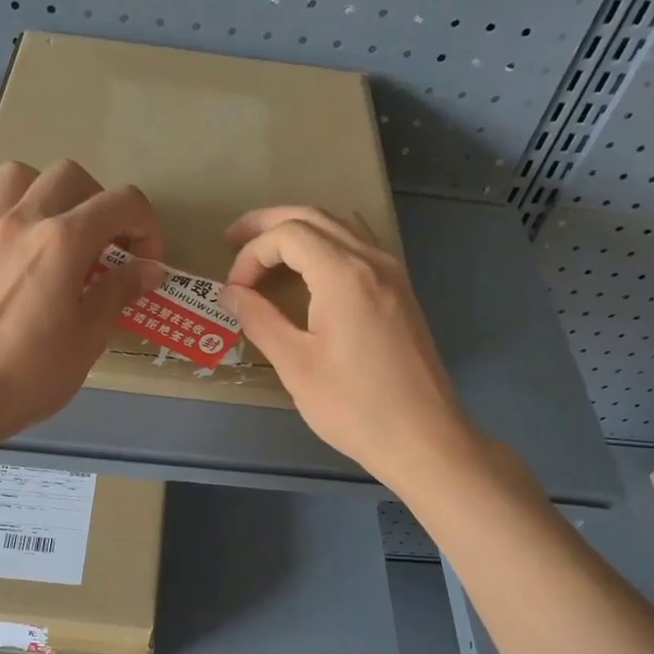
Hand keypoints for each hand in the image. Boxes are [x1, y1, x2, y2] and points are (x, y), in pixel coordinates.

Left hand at [0, 159, 163, 447]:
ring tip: (47, 230)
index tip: (144, 263)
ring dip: (38, 193)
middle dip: (96, 200)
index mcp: (63, 240)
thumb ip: (120, 292)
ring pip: (11, 177)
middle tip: (101, 243)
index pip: (121, 203)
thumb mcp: (89, 337)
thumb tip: (150, 269)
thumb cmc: (32, 374)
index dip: (145, 226)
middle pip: (67, 175)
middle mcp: (21, 222)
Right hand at [223, 206, 474, 488]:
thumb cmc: (354, 406)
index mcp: (344, 274)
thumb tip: (231, 293)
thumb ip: (260, 320)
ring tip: (267, 248)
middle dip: (269, 224)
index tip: (234, 291)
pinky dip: (326, 243)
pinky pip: (359, 245)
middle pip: (314, 217)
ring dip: (299, 228)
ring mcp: (393, 273)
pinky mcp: (401, 291)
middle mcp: (372, 260)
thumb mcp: (296, 365)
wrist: (422, 437)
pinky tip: (311, 267)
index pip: (288, 235)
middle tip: (233, 239)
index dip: (252, 254)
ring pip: (340, 225)